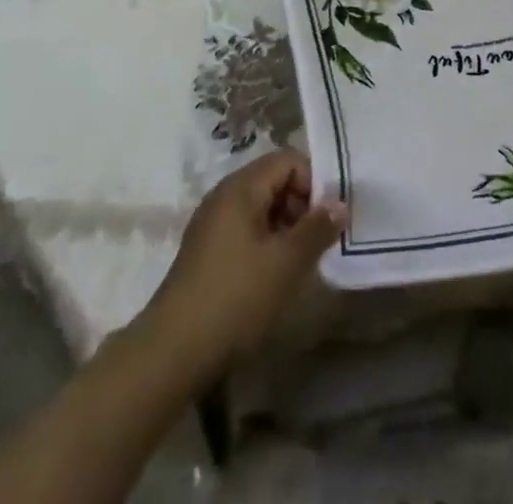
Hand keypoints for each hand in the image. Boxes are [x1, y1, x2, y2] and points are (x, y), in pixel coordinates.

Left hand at [136, 150, 345, 387]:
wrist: (171, 353)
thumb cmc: (234, 298)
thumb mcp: (286, 263)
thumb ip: (317, 229)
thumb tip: (340, 204)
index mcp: (241, 187)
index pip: (288, 160)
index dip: (313, 182)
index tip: (327, 219)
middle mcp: (224, 195)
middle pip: (274, 180)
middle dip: (301, 205)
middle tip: (316, 242)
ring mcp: (212, 223)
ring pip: (261, 206)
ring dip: (285, 226)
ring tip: (298, 262)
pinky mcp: (206, 250)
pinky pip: (246, 228)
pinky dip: (266, 241)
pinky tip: (273, 275)